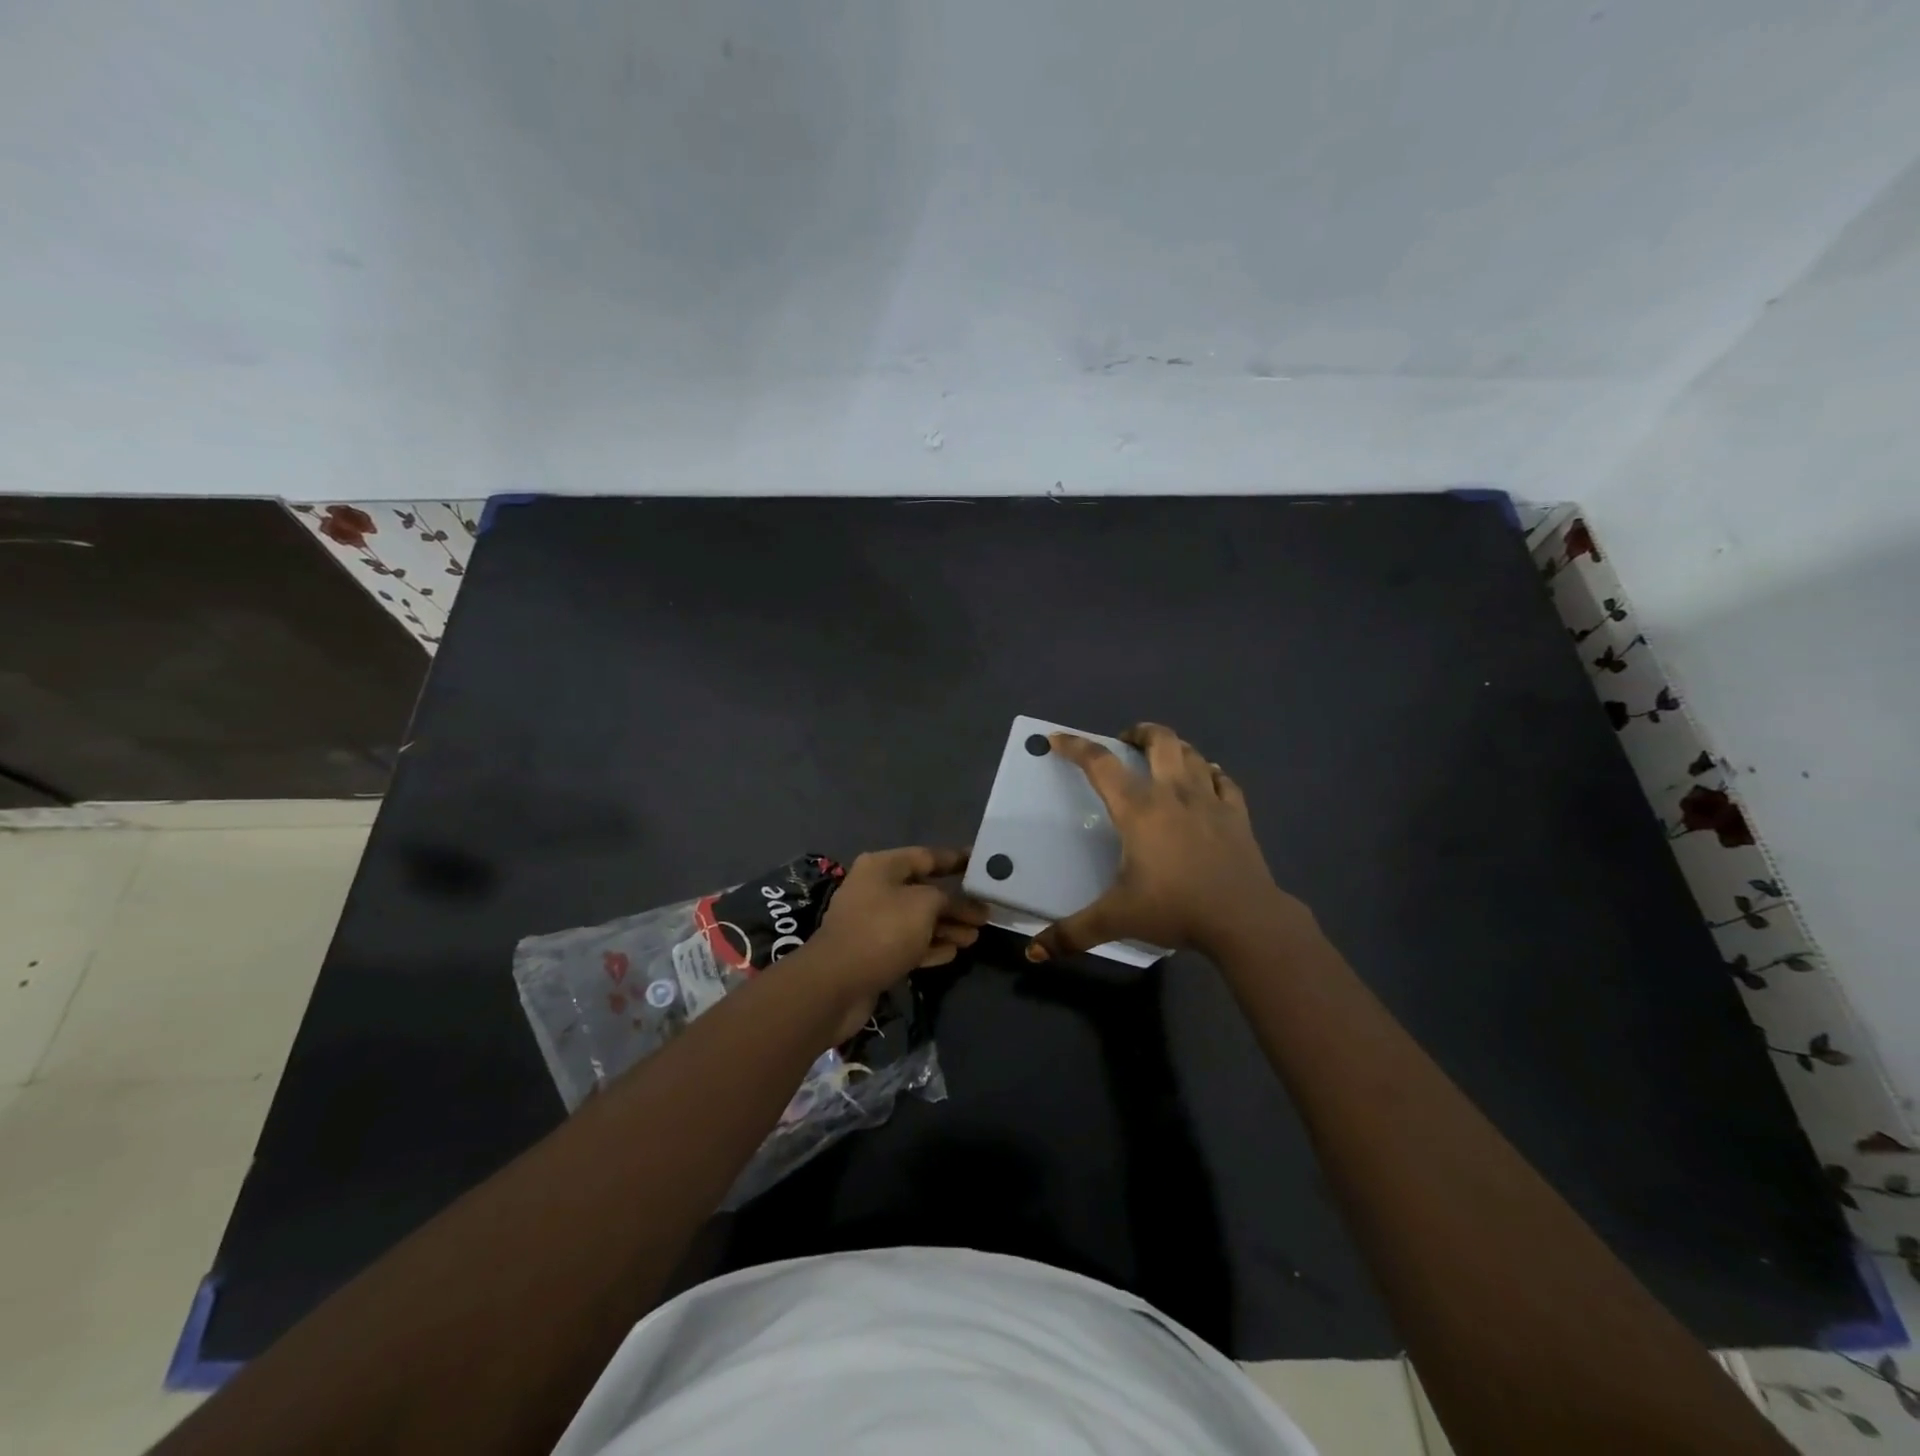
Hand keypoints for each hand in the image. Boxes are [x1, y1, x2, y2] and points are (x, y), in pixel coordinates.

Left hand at [801, 847, 988, 1021]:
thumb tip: (966, 904)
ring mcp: (872, 923)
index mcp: (882, 867)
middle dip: (955, 902)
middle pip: (924, 891)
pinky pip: (908, 944)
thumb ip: (950, 899)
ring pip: (918, 920)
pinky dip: (930, 946)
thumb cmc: (882, 930)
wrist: (836, 983)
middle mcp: (875, 889)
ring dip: (946, 927)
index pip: (927, 856)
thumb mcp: (924, 905)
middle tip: (985, 912)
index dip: (956, 860)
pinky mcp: (873, 953)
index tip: (981, 863)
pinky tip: (953, 952)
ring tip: (975, 936)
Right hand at [1027, 723, 1295, 961]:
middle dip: (1140, 732)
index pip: (1100, 764)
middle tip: (1125, 743)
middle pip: (1160, 740)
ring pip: (1193, 754)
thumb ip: (1072, 933)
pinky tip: (1207, 780)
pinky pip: (1223, 780)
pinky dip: (1210, 773)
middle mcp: (1173, 793)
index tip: (1057, 739)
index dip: (1075, 747)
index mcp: (1139, 809)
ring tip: (1163, 758)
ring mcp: (1210, 800)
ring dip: (1175, 748)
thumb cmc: (1175, 909)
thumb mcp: (1117, 920)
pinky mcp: (1237, 814)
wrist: (1244, 919)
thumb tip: (1033, 953)